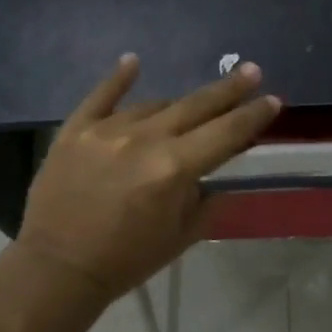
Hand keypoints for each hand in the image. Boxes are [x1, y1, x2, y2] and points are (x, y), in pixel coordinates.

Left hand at [17, 56, 281, 299]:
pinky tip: (133, 62)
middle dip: (228, 89)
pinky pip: (100, 97)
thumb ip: (207, 198)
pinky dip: (118, 79)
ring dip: (175, 108)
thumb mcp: (182, 236)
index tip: (273, 100)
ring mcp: (107, 130)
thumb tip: (220, 171)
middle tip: (251, 71)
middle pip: (196, 106)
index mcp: (174, 169)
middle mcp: (144, 139)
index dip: (253, 116)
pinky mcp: (75, 130)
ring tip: (186, 113)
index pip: (226, 133)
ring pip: (153, 105)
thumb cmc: (127, 260)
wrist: (57, 269)